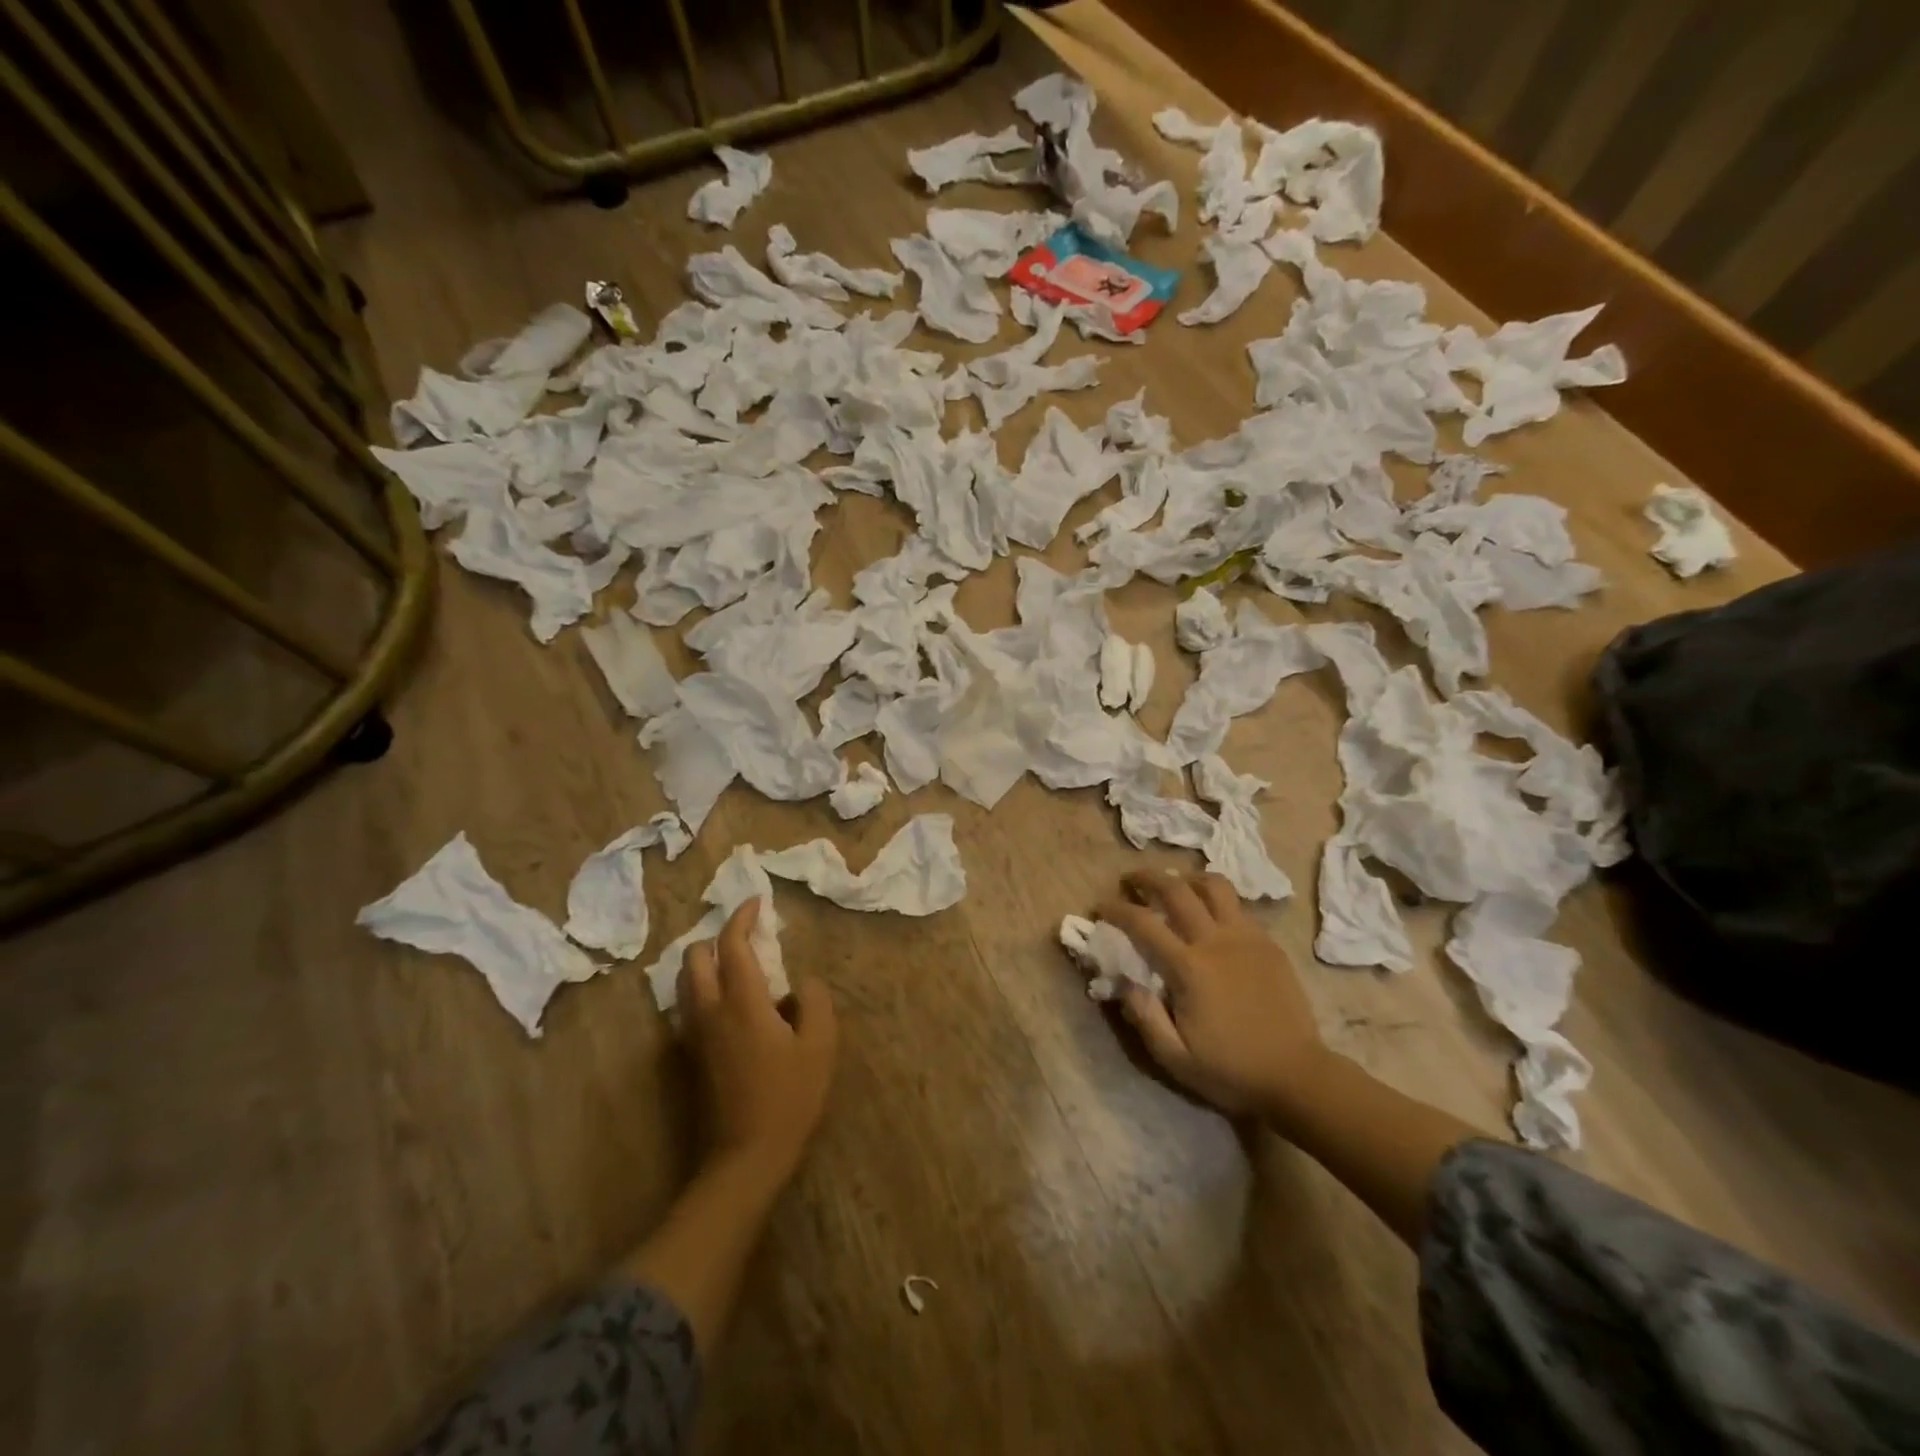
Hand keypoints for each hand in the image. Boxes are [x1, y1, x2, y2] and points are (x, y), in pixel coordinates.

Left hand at [678, 900, 837, 1187]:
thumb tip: (801, 982)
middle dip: (716, 937)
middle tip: (746, 936)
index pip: (732, 944)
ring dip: (704, 963)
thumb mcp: (820, 1045)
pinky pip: (688, 1006)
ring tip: (737, 965)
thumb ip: (814, 1001)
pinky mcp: (690, 1056)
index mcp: (742, 1001)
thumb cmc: (788, 1098)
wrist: (744, 1158)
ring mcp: (694, 1035)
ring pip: (685, 982)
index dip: (742, 917)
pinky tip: (729, 1003)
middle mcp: (709, 1010)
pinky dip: (702, 989)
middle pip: (694, 957)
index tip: (757, 901)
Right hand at [1095, 868, 1328, 1118]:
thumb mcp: (1176, 1058)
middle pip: (1176, 889)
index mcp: (1189, 967)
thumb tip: (1124, 983)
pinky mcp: (1268, 944)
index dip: (1116, 909)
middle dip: (1147, 877)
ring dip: (1188, 879)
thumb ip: (1144, 1017)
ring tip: (1175, 886)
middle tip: (1131, 880)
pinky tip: (1210, 916)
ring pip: (1214, 886)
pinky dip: (1216, 900)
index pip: (1142, 923)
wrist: (1298, 1076)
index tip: (1100, 906)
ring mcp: (1247, 938)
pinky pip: (1238, 907)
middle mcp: (1216, 941)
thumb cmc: (1232, 1070)